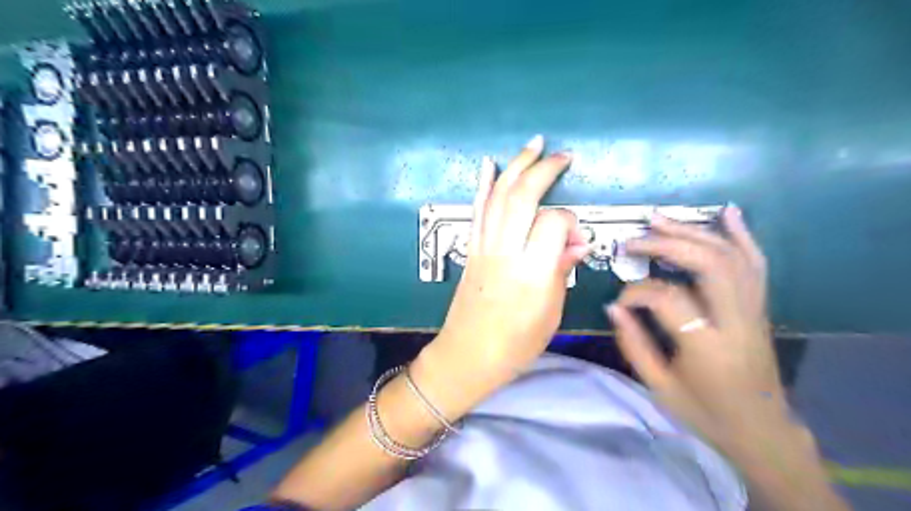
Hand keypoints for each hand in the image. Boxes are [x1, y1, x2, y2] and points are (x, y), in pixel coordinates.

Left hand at [431, 136, 587, 378]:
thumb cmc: (516, 344)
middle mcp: (505, 252)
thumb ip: (562, 271)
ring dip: (516, 166)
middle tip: (561, 155)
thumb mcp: (551, 313)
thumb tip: (575, 244)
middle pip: (523, 197)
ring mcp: (484, 248)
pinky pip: (476, 211)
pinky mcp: (470, 249)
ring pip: (498, 196)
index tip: (576, 238)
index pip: (554, 223)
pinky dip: (482, 185)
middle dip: (543, 169)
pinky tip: (488, 165)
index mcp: (532, 273)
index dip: (570, 222)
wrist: (468, 355)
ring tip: (533, 144)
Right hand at [607, 208, 786, 447]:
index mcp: (707, 345)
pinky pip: (755, 262)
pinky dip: (741, 234)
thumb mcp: (659, 386)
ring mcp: (754, 309)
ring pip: (730, 256)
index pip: (667, 298)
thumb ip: (633, 344)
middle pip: (707, 264)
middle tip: (632, 240)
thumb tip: (613, 307)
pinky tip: (727, 212)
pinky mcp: (760, 306)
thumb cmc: (705, 412)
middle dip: (666, 244)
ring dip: (693, 231)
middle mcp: (736, 320)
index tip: (619, 301)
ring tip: (659, 218)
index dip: (636, 292)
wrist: (761, 430)